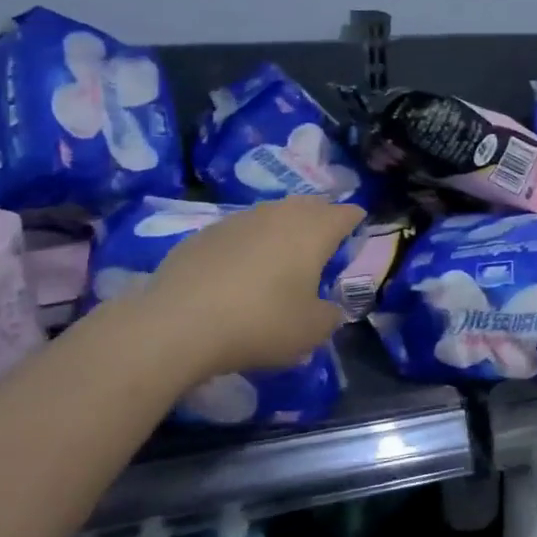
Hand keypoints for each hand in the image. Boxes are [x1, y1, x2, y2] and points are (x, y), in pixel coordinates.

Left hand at [146, 197, 363, 374]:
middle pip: (309, 205)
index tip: (359, 231)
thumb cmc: (260, 323)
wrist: (177, 324)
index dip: (356, 221)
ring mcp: (238, 219)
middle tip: (324, 242)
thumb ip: (330, 315)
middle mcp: (279, 214)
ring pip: (272, 214)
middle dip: (321, 218)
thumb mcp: (311, 331)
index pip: (346, 213)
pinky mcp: (204, 233)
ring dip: (283, 229)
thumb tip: (328, 308)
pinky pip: (239, 231)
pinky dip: (249, 244)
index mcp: (313, 231)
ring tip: (282, 255)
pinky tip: (240, 270)